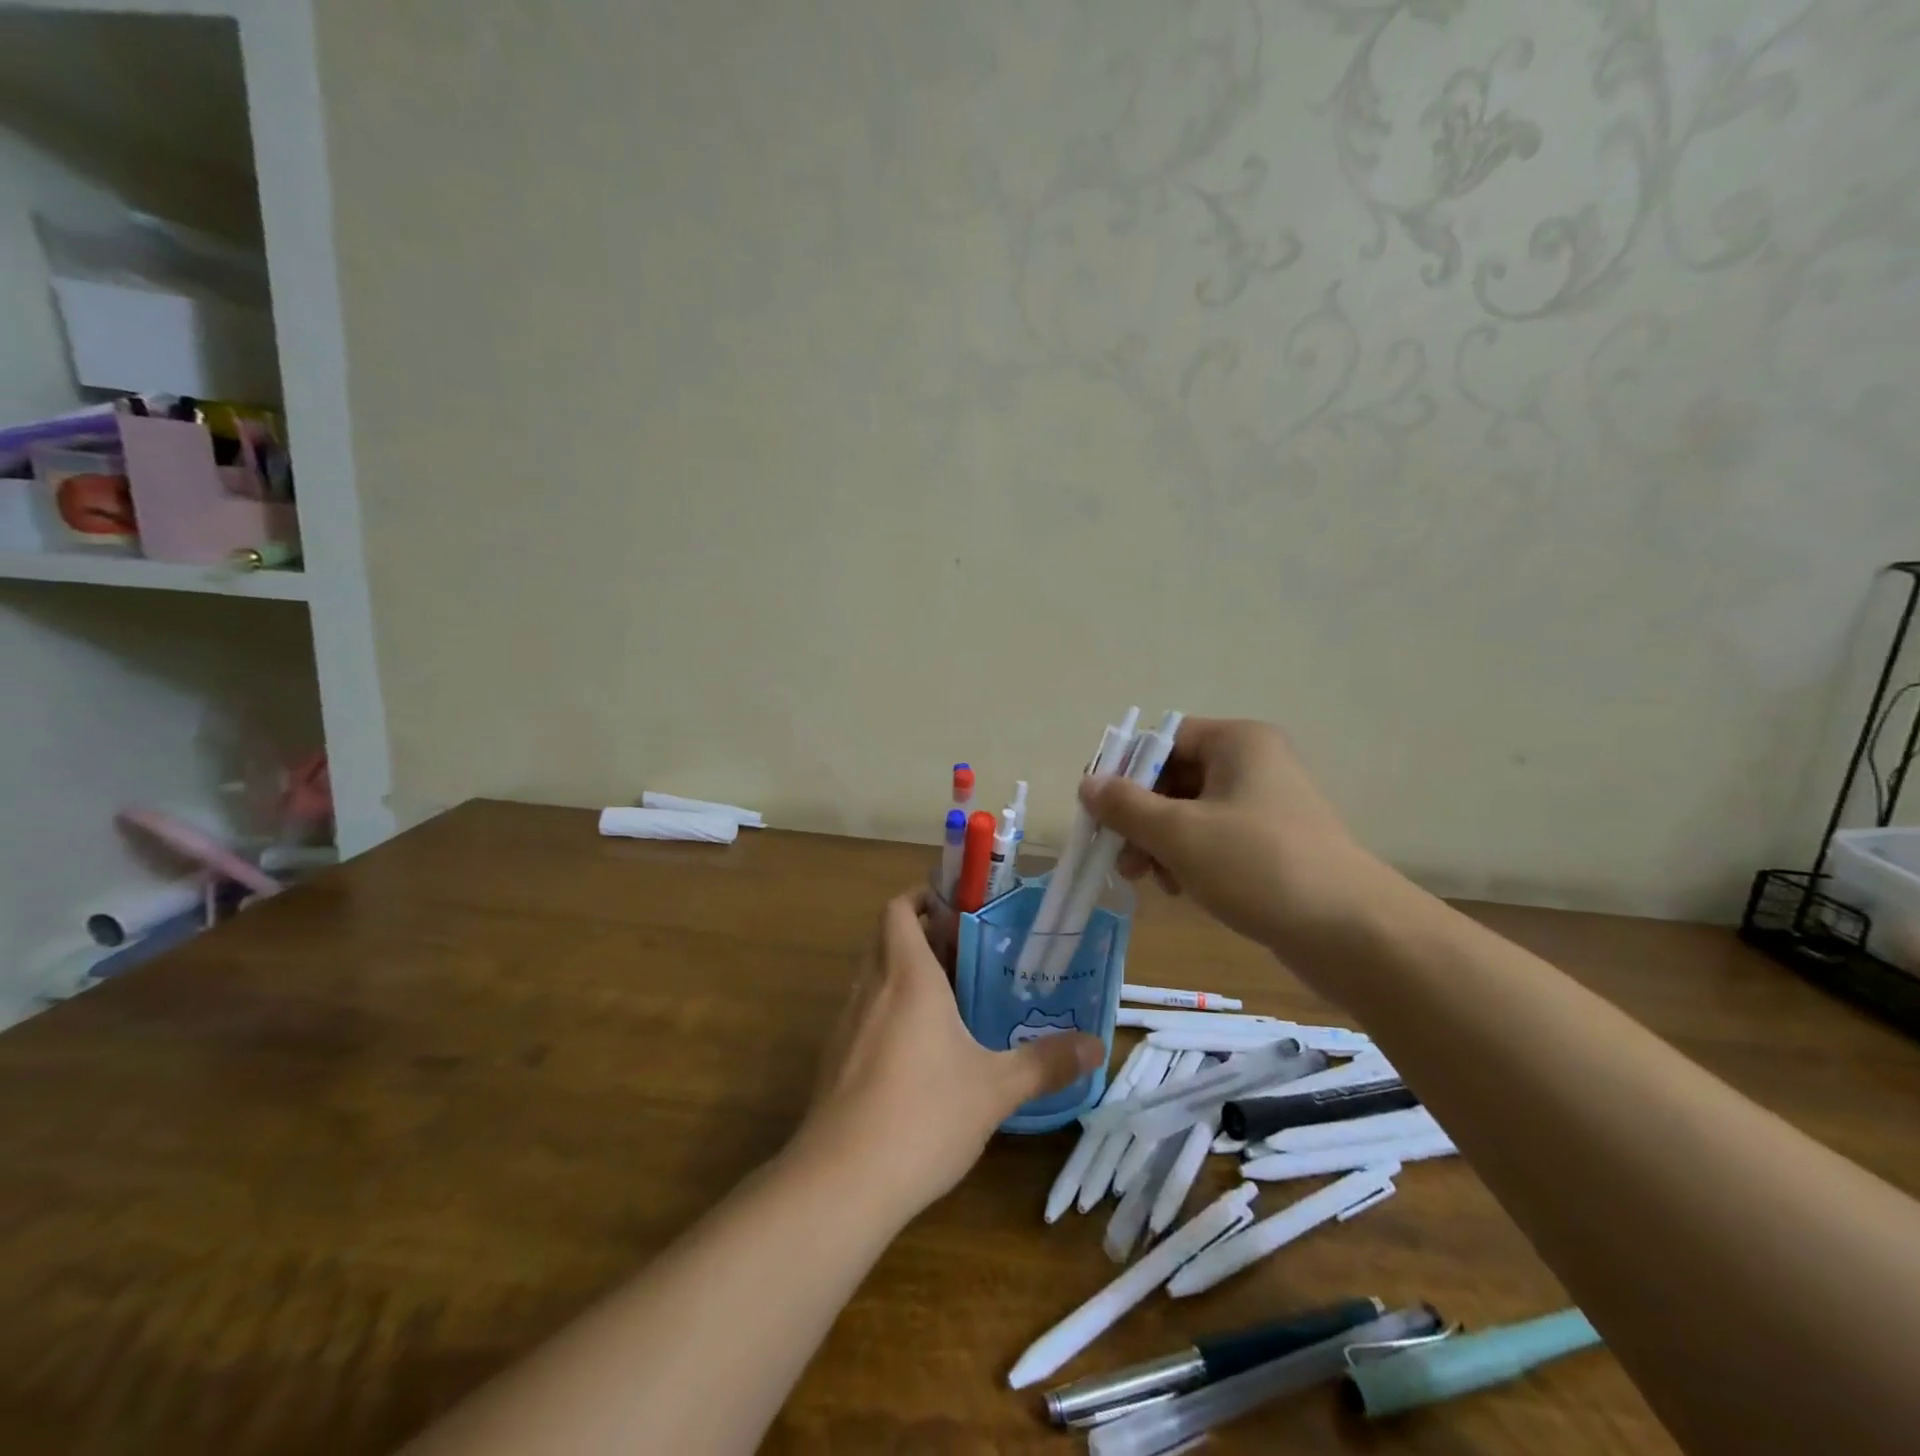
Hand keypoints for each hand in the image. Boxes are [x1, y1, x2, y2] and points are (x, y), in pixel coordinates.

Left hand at [793, 890, 1103, 1220]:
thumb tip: (1096, 1046)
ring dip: (903, 972)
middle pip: (885, 937)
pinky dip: (888, 1010)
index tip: (957, 908)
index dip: (922, 898)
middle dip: (921, 934)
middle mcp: (871, 988)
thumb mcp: (996, 1089)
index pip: (899, 909)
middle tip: (967, 951)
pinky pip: (863, 1013)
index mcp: (907, 976)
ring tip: (950, 998)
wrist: (841, 1181)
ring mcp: (846, 1024)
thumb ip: (1046, 1063)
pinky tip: (918, 1051)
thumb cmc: (924, 1115)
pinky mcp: (834, 1059)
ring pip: (873, 975)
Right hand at [1078, 718, 1393, 962]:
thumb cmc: (1258, 866)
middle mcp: (1253, 764)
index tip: (1098, 810)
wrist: (1353, 934)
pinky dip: (1189, 860)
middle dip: (1140, 817)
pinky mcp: (1273, 845)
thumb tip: (1087, 783)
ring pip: (1190, 813)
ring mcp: (1266, 806)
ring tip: (1148, 880)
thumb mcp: (1179, 833)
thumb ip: (1126, 806)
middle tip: (1119, 856)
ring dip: (1160, 843)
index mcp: (1237, 742)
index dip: (1124, 771)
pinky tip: (1181, 890)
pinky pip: (1215, 840)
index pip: (1163, 740)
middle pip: (1174, 778)